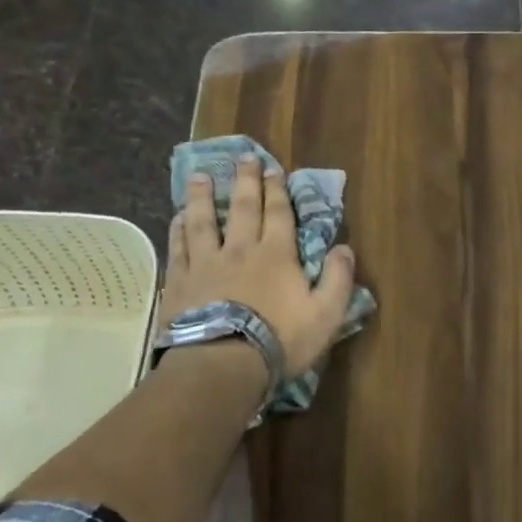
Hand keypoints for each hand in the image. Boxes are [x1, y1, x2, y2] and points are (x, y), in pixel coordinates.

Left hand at [159, 157, 356, 379]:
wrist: (221, 364)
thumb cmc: (279, 339)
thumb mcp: (326, 314)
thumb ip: (338, 279)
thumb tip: (345, 248)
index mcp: (277, 254)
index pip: (278, 213)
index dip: (277, 190)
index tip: (272, 168)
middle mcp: (240, 249)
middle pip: (243, 208)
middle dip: (245, 181)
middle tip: (243, 157)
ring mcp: (206, 264)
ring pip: (203, 221)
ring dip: (202, 197)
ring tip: (200, 176)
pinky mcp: (181, 282)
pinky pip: (179, 248)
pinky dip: (178, 229)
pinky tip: (177, 217)